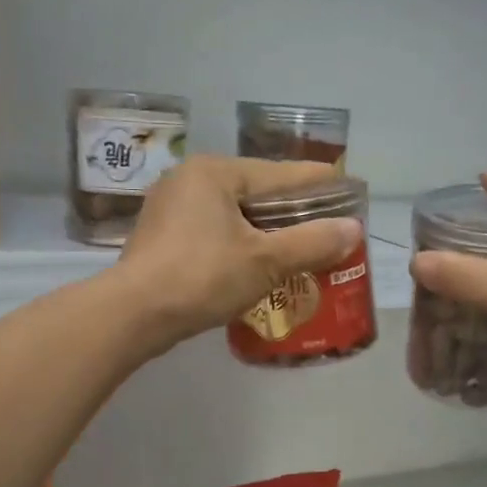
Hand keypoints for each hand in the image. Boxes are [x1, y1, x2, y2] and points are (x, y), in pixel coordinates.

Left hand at [118, 156, 363, 351]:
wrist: (133, 315)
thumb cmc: (202, 276)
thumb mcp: (265, 261)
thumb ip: (312, 243)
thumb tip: (353, 229)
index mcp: (216, 172)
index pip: (281, 174)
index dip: (319, 184)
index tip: (349, 190)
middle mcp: (191, 180)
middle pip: (257, 193)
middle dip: (293, 213)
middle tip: (328, 228)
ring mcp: (171, 209)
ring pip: (235, 215)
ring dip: (267, 232)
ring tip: (300, 249)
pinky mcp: (163, 238)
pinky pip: (215, 233)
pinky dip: (241, 245)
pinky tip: (259, 265)